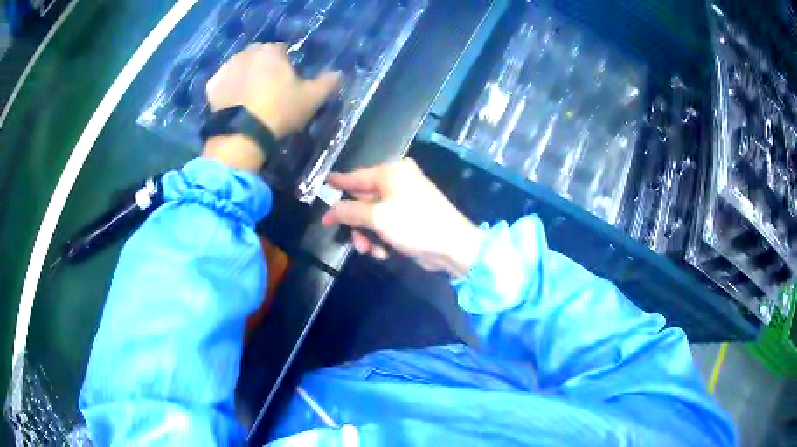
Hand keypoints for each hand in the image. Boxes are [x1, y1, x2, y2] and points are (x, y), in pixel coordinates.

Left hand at [202, 43, 340, 170]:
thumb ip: (327, 82)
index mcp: (271, 51)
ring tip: (249, 98)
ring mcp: (226, 68)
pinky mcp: (212, 86)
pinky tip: (234, 103)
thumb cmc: (279, 112)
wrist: (242, 136)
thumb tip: (338, 73)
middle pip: (259, 56)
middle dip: (264, 67)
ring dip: (245, 75)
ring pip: (239, 67)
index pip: (282, 50)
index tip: (287, 81)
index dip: (286, 65)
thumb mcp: (312, 99)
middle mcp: (246, 53)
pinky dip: (228, 88)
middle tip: (268, 89)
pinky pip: (223, 82)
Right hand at [321, 159, 483, 277]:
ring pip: (372, 216)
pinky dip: (382, 238)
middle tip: (349, 238)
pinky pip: (386, 225)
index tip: (321, 185)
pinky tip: (385, 252)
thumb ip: (349, 211)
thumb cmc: (414, 224)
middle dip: (356, 222)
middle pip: (363, 199)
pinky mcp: (410, 217)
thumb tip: (330, 209)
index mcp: (390, 172)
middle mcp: (397, 181)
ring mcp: (405, 199)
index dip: (337, 183)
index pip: (355, 176)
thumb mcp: (377, 218)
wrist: (453, 246)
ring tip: (370, 250)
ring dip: (368, 235)